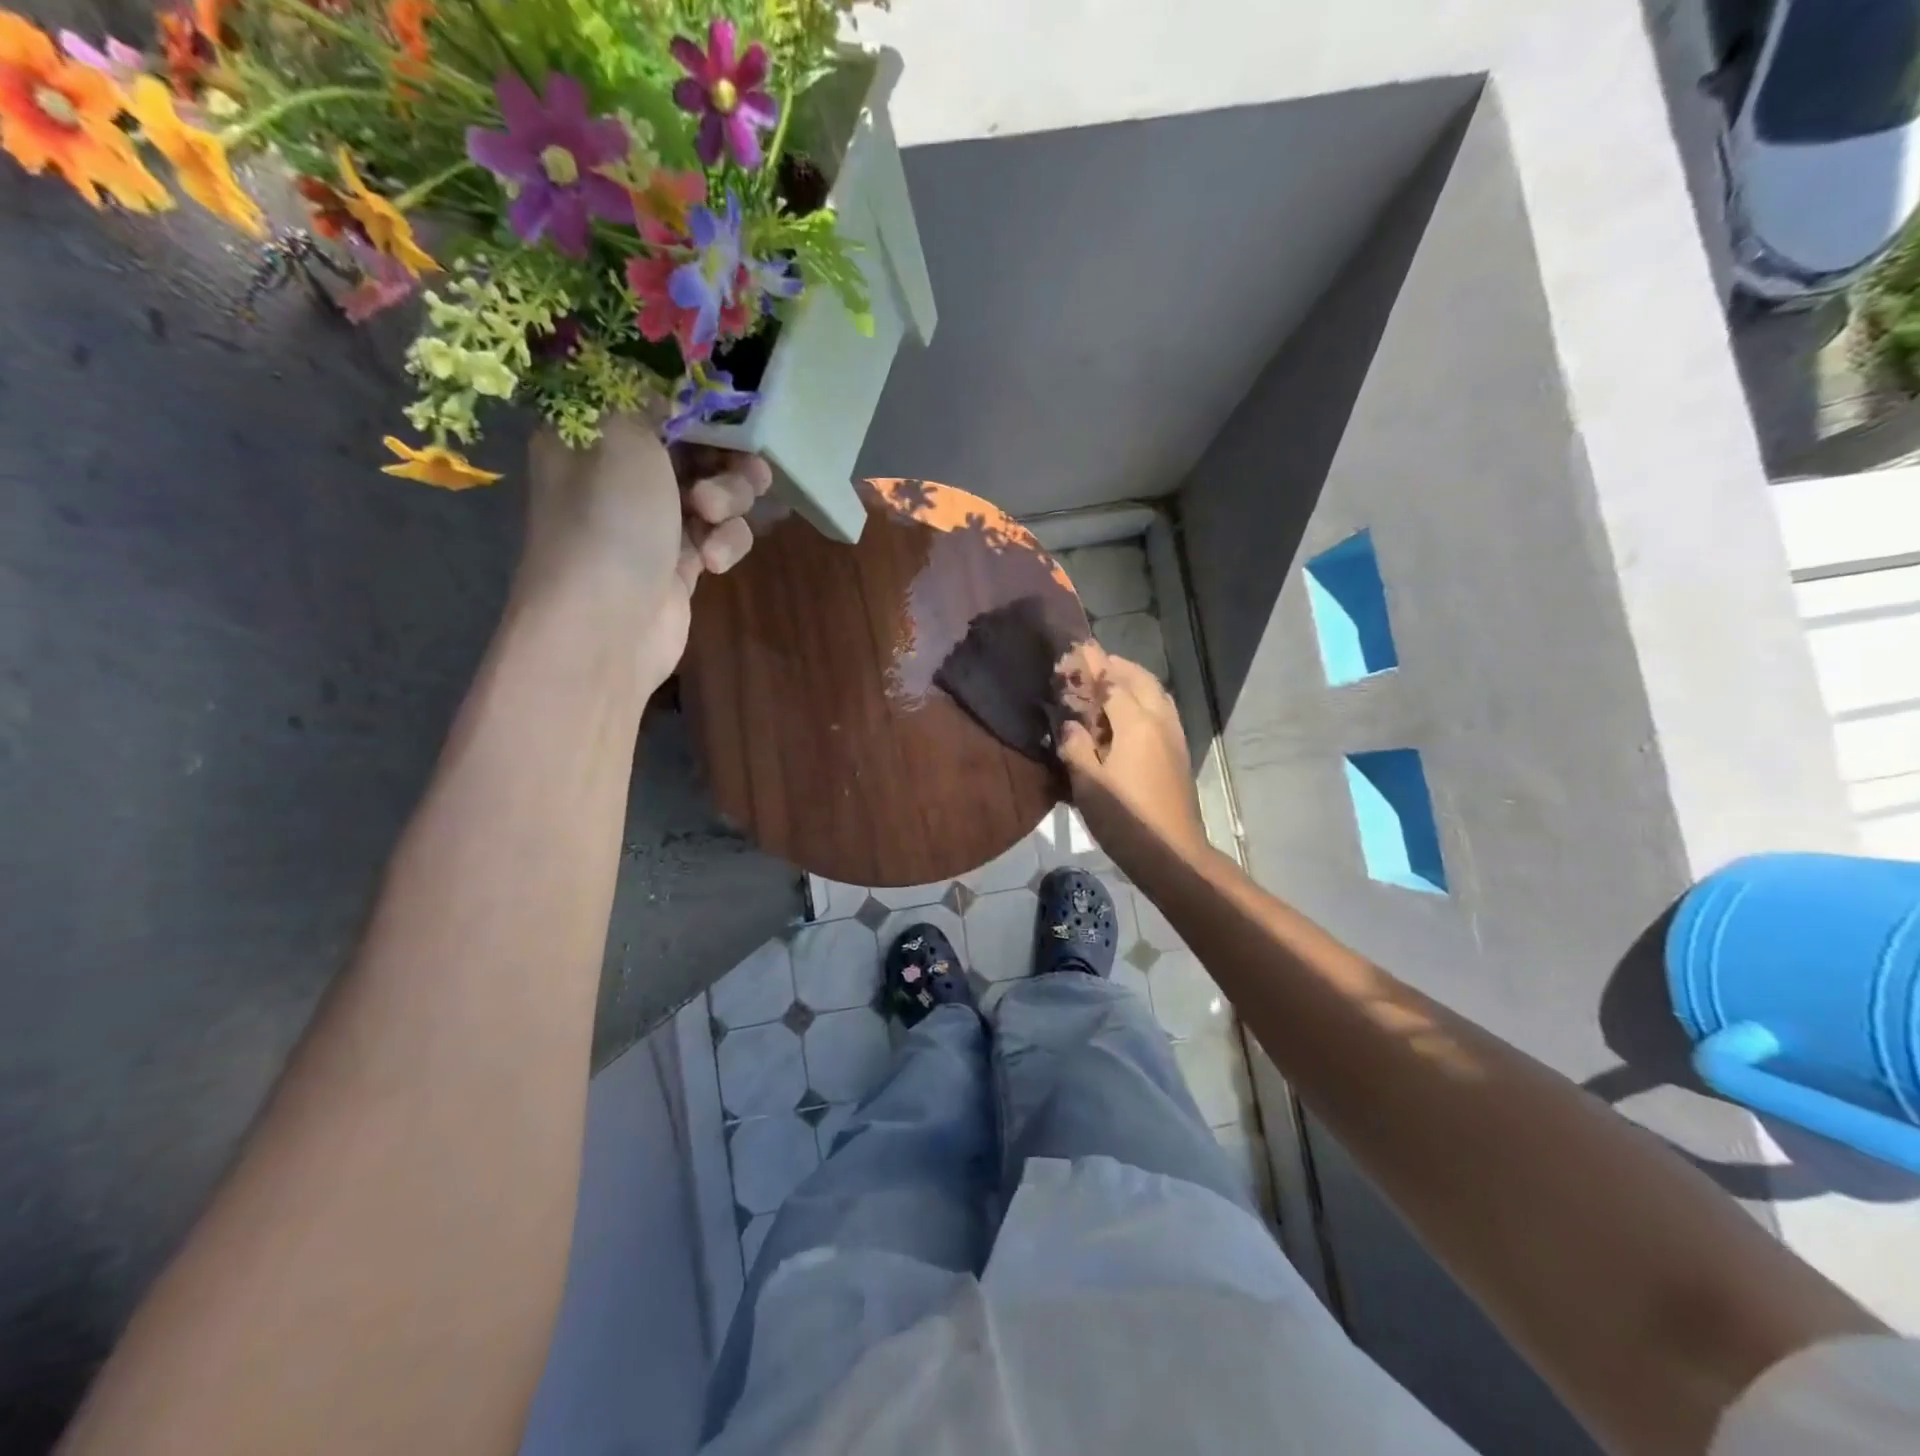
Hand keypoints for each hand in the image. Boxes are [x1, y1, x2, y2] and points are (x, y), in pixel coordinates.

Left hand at [521, 415, 770, 683]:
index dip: (696, 405)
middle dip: (726, 458)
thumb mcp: (624, 435)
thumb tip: (667, 394)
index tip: (730, 412)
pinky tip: (713, 562)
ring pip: (715, 492)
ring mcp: (652, 522)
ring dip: (729, 501)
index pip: (652, 401)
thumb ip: (650, 400)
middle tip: (745, 468)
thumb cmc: (610, 520)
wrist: (607, 624)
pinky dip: (724, 544)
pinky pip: (719, 537)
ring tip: (714, 518)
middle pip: (695, 447)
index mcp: (593, 434)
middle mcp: (620, 474)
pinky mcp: (681, 563)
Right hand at [1056, 648, 1209, 865]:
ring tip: (1110, 683)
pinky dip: (1146, 699)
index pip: (1112, 682)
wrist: (1172, 853)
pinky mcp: (1179, 752)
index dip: (1093, 666)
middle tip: (1093, 664)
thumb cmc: (1125, 819)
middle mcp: (1159, 720)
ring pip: (1156, 693)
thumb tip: (1070, 724)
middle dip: (1117, 667)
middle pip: (1140, 680)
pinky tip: (1130, 713)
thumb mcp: (1088, 784)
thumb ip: (1076, 746)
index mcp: (1136, 723)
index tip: (1075, 651)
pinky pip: (1162, 710)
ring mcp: (1174, 736)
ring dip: (1134, 680)